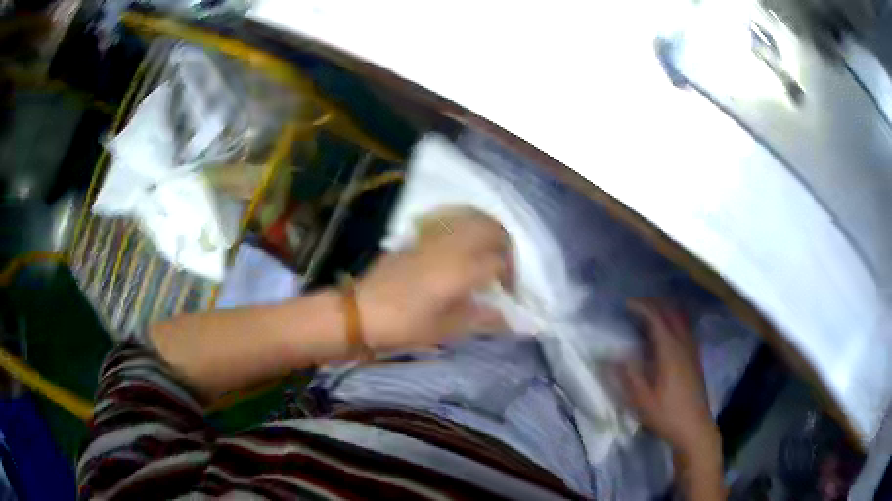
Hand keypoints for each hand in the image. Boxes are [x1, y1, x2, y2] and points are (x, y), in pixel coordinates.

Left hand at [356, 208, 509, 350]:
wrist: (361, 312)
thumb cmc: (405, 326)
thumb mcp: (446, 329)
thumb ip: (482, 319)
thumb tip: (509, 319)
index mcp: (461, 270)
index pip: (499, 262)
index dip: (510, 278)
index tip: (508, 295)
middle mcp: (452, 246)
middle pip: (491, 228)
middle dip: (505, 245)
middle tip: (503, 266)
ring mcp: (433, 237)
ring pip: (471, 218)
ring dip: (487, 231)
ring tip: (487, 252)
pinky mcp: (418, 236)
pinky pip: (450, 220)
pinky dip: (465, 225)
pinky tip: (462, 245)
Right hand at [620, 300, 720, 459]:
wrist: (694, 427)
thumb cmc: (667, 414)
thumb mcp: (642, 400)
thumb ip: (628, 375)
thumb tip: (612, 356)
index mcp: (670, 351)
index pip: (656, 318)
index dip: (641, 308)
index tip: (626, 305)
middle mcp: (683, 344)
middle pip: (671, 312)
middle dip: (653, 304)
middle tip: (635, 307)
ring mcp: (692, 350)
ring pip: (680, 319)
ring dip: (665, 311)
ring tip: (648, 316)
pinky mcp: (695, 358)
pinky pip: (685, 329)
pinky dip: (673, 322)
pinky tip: (664, 335)